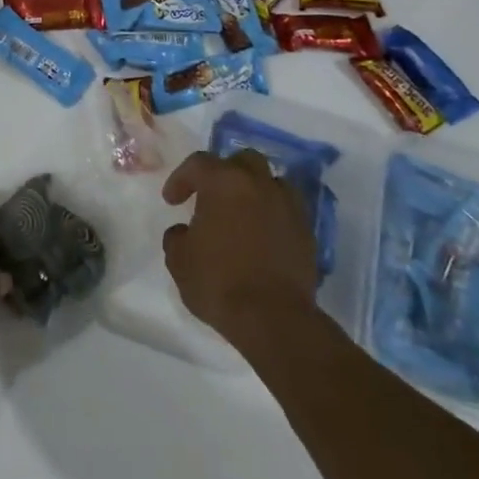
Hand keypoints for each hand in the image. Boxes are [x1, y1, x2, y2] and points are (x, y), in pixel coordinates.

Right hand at [161, 150, 316, 342]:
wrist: (273, 318)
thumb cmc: (218, 282)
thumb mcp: (178, 260)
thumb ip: (176, 237)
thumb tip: (184, 232)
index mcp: (224, 183)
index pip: (198, 164)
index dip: (181, 179)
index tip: (172, 202)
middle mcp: (259, 185)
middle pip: (242, 160)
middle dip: (224, 172)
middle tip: (210, 196)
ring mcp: (288, 206)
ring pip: (271, 182)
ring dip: (253, 191)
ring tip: (240, 214)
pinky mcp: (306, 231)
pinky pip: (286, 210)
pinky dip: (272, 215)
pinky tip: (261, 236)